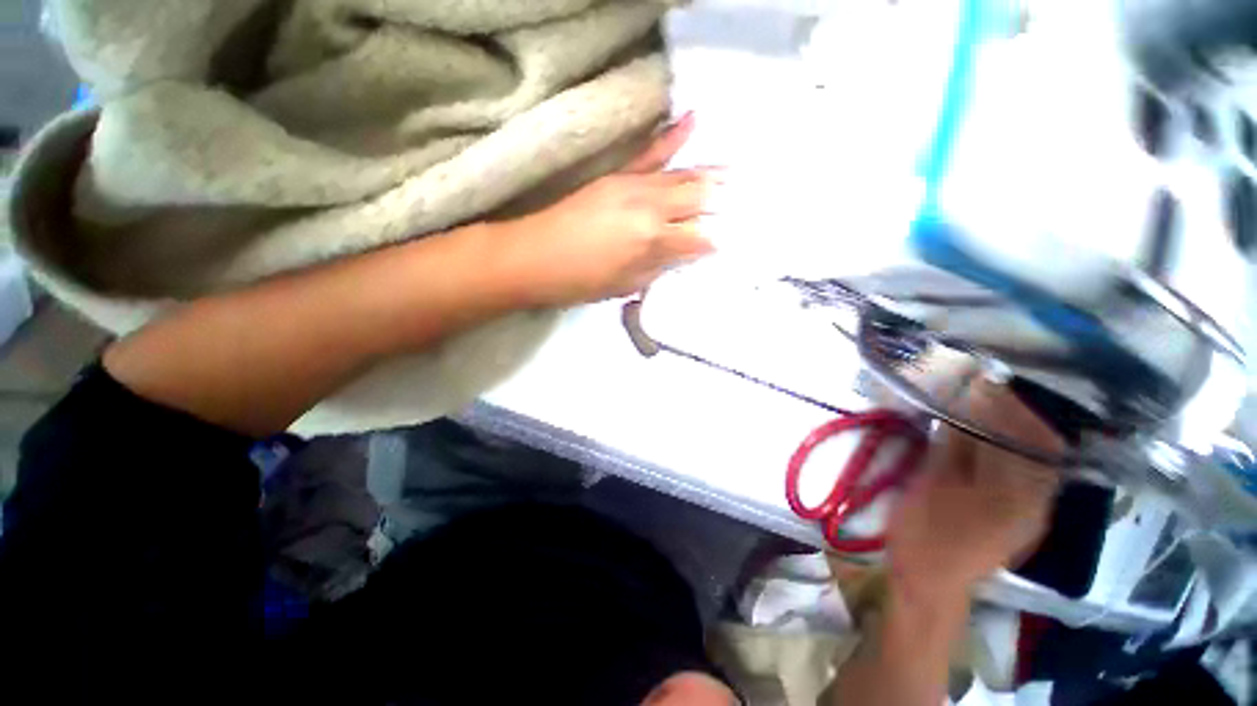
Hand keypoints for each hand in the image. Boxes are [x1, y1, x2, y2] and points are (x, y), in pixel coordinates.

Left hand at [501, 112, 718, 304]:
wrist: (532, 257)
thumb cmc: (580, 281)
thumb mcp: (626, 284)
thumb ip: (659, 267)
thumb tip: (684, 253)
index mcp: (652, 240)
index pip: (700, 237)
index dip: (719, 240)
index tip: (735, 241)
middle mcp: (650, 207)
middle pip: (699, 198)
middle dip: (725, 201)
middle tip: (749, 201)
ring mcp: (634, 185)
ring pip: (682, 175)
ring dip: (712, 174)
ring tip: (738, 174)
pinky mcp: (618, 176)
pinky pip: (650, 153)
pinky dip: (673, 137)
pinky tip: (694, 120)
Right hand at [887, 380, 1062, 604]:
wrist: (928, 583)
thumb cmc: (927, 535)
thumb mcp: (934, 487)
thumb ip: (955, 445)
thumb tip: (963, 404)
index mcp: (1021, 497)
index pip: (1036, 439)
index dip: (1015, 407)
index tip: (985, 382)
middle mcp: (1037, 502)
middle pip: (1040, 447)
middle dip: (1012, 414)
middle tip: (977, 390)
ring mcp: (1030, 511)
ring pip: (1031, 459)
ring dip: (1007, 430)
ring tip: (974, 408)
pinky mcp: (1016, 516)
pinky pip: (1020, 473)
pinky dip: (1001, 450)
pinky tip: (975, 440)